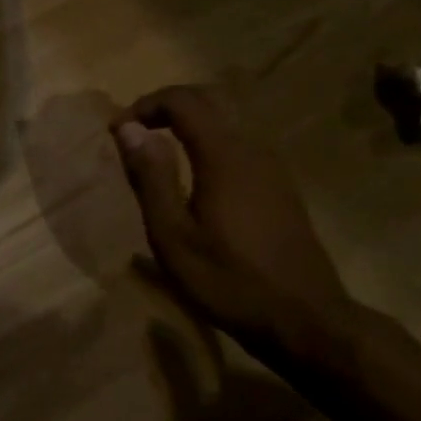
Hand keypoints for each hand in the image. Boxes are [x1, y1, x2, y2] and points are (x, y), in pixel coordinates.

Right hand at [112, 85, 358, 356]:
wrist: (304, 319)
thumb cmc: (228, 280)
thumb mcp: (173, 236)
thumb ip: (150, 178)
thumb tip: (128, 128)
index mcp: (224, 156)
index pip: (184, 101)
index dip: (145, 105)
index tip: (117, 131)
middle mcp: (253, 149)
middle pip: (208, 102)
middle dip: (165, 108)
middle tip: (132, 135)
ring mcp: (272, 168)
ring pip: (226, 123)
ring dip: (187, 125)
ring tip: (154, 156)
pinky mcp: (280, 187)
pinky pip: (238, 146)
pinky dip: (207, 144)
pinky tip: (192, 181)